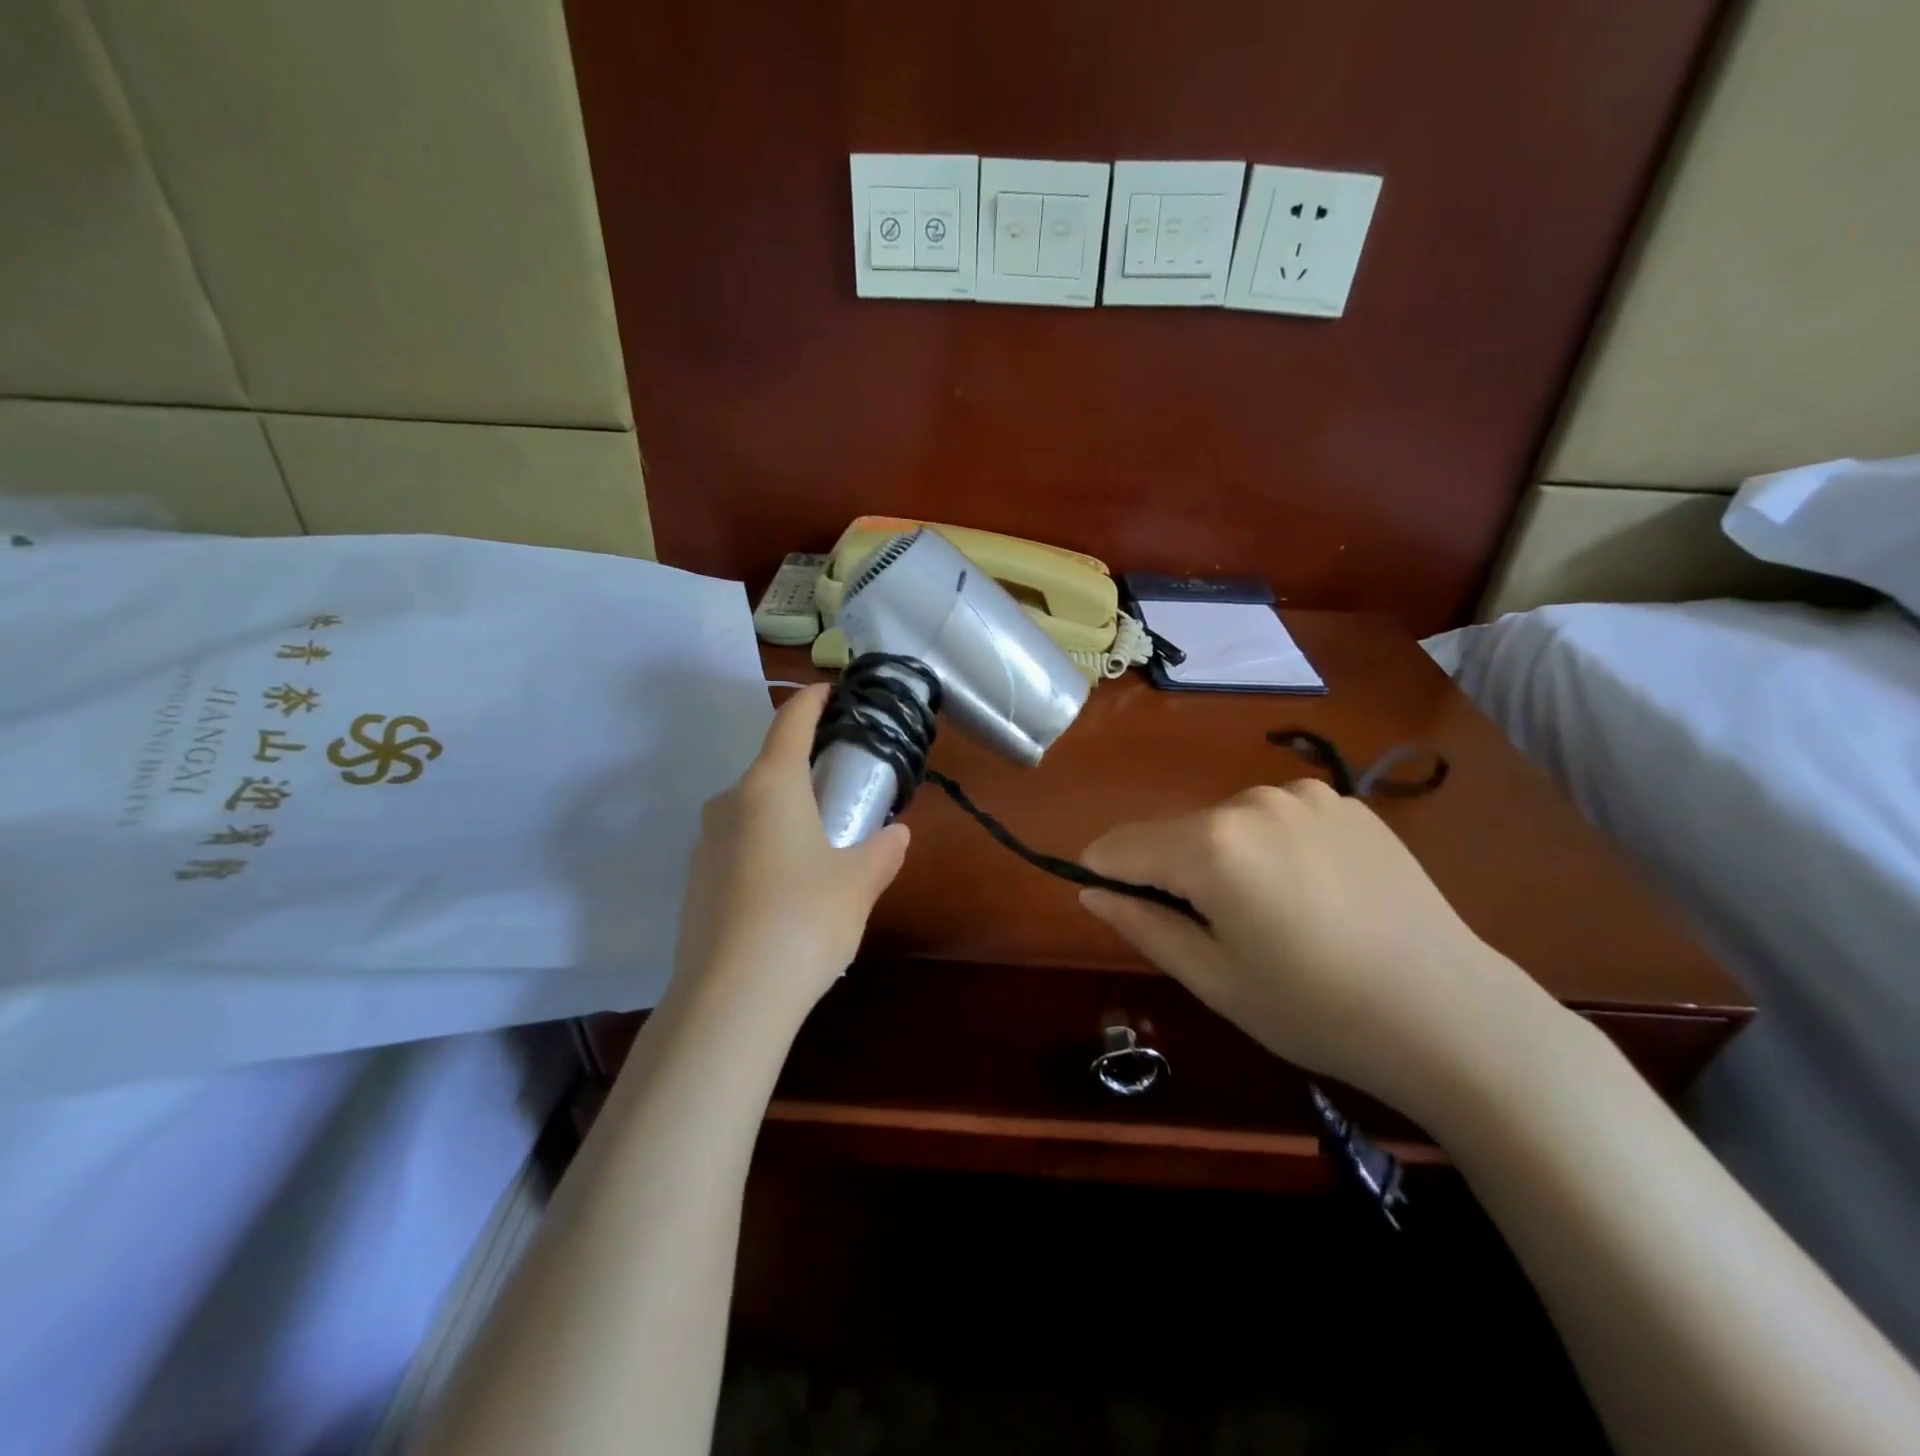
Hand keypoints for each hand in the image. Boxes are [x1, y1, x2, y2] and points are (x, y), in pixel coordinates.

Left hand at [668, 684, 909, 1024]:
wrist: (730, 998)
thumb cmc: (804, 920)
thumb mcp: (858, 883)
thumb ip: (881, 852)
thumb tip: (897, 836)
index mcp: (770, 786)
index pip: (790, 722)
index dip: (812, 701)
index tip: (831, 691)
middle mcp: (729, 803)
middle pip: (770, 768)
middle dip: (805, 770)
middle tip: (842, 790)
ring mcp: (705, 843)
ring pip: (752, 810)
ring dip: (784, 813)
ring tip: (819, 847)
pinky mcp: (695, 882)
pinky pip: (737, 845)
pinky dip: (764, 847)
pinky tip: (786, 889)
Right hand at [1079, 780, 1560, 1120]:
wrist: (1454, 1016)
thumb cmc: (1316, 1010)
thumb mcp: (1213, 979)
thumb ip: (1142, 924)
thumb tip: (1090, 889)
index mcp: (1211, 844)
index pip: (1121, 846)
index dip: (1106, 877)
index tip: (1124, 913)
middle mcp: (1251, 800)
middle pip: (1175, 833)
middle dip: (1172, 874)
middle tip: (1216, 937)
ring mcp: (1304, 795)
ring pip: (1226, 824)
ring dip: (1224, 860)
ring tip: (1274, 918)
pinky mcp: (1345, 802)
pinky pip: (1277, 819)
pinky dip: (1272, 849)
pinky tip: (1316, 894)